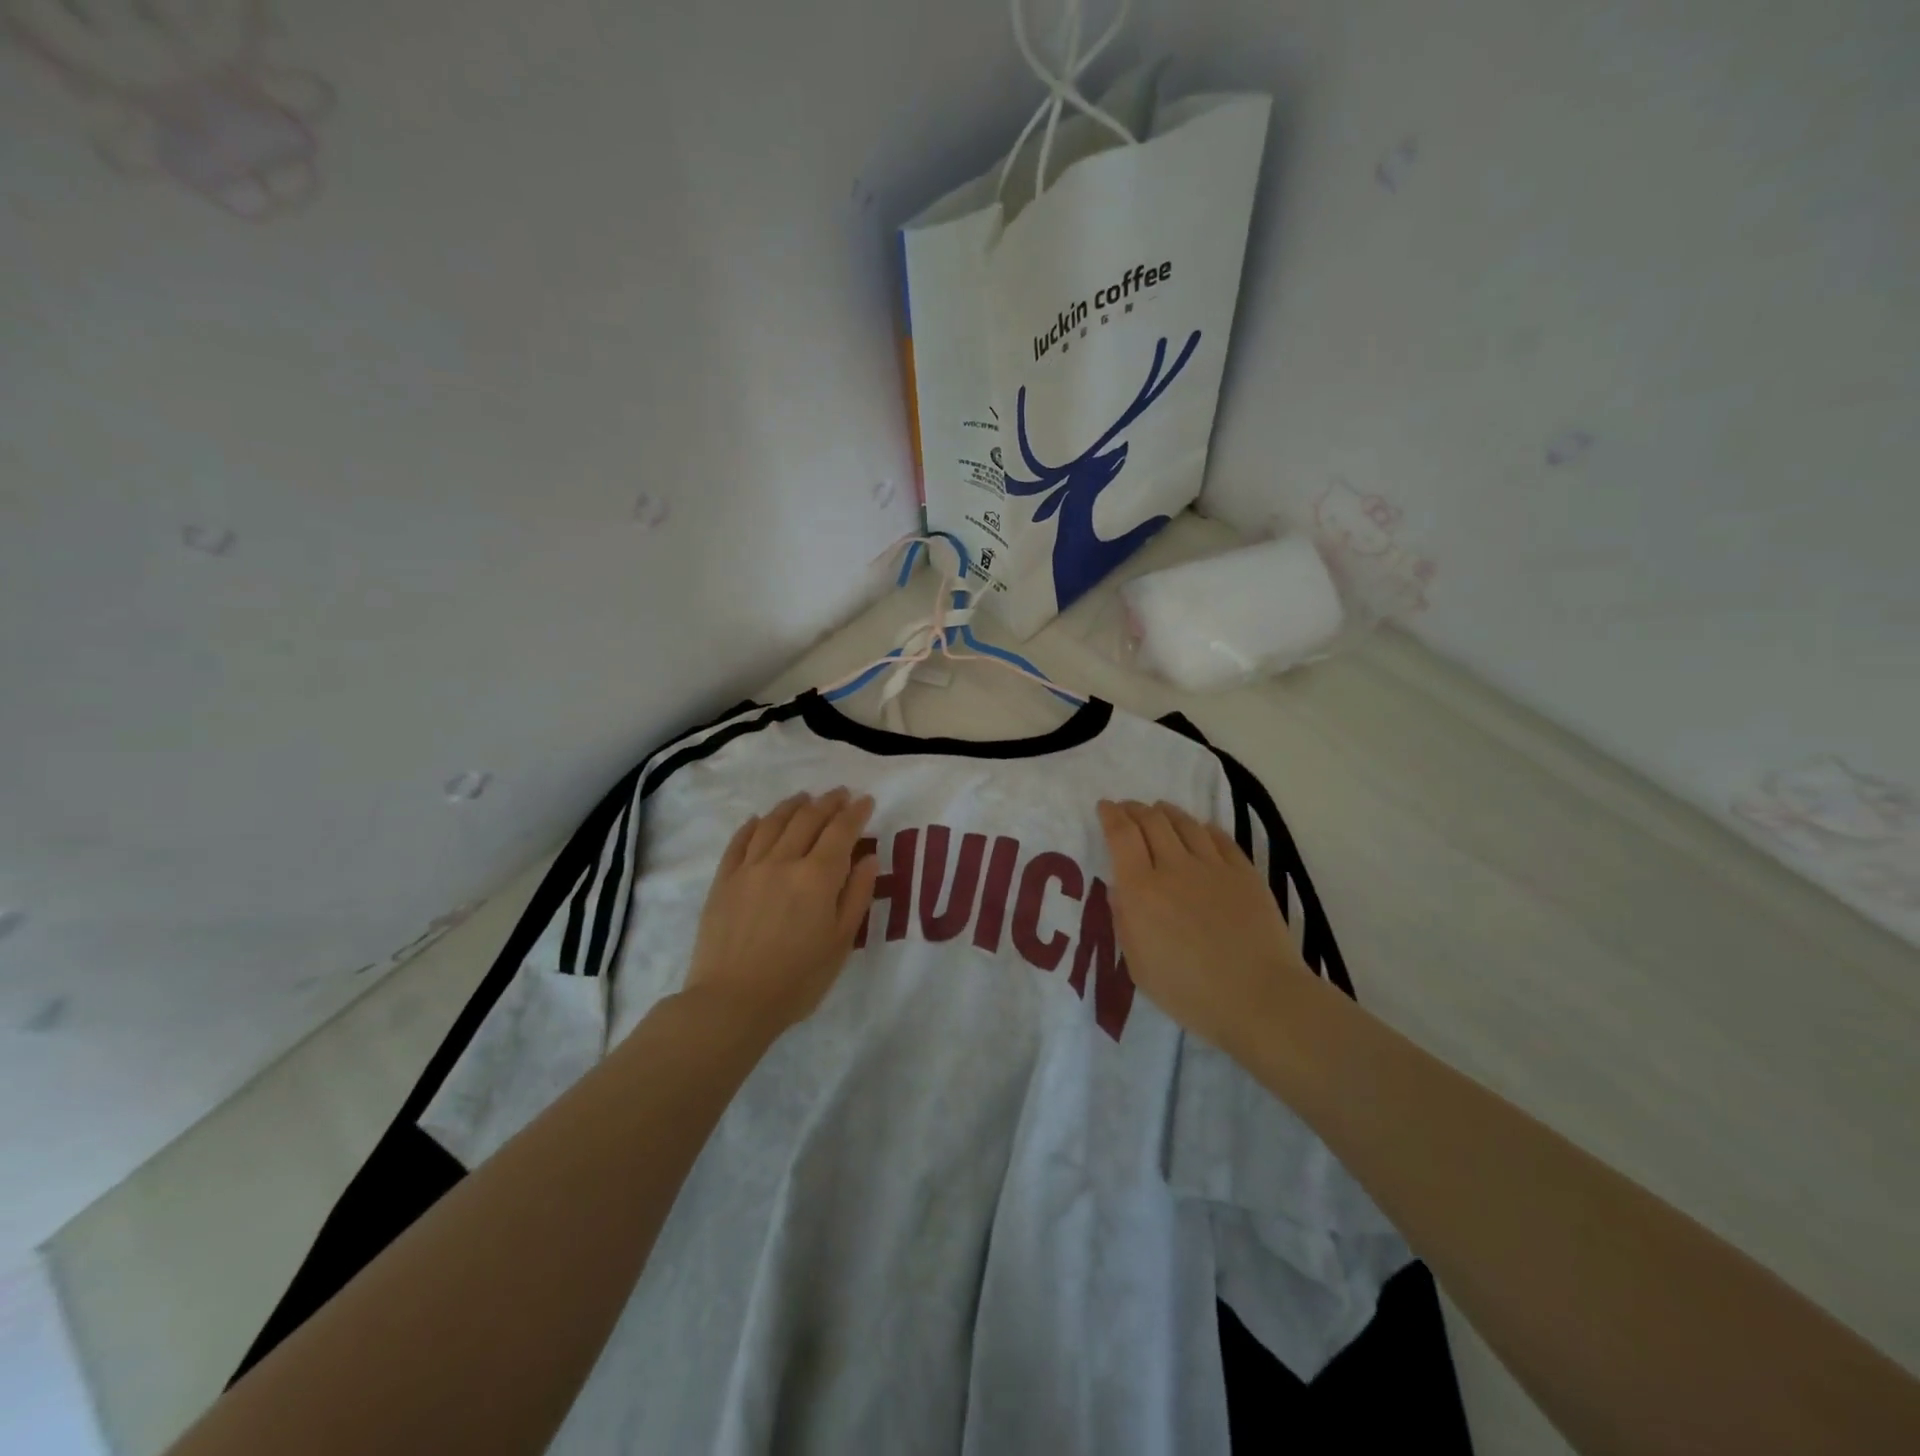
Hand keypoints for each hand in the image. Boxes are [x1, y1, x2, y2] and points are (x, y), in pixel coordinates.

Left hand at [683, 789, 878, 1038]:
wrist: (732, 1002)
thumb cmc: (797, 979)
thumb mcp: (841, 942)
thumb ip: (857, 895)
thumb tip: (868, 857)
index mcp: (818, 877)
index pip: (841, 831)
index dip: (855, 813)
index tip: (865, 801)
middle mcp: (784, 861)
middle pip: (807, 819)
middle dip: (828, 803)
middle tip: (840, 793)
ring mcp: (749, 868)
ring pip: (773, 823)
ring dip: (792, 806)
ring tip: (804, 798)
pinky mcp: (724, 881)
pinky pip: (739, 842)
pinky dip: (752, 825)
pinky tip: (759, 819)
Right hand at [1097, 799, 1306, 1055]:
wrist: (1258, 997)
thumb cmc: (1189, 992)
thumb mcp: (1138, 966)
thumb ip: (1125, 922)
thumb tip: (1120, 890)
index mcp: (1141, 890)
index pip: (1122, 836)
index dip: (1111, 816)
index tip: (1104, 807)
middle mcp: (1174, 867)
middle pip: (1152, 821)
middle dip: (1135, 809)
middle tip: (1128, 809)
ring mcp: (1213, 867)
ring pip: (1185, 824)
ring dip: (1167, 812)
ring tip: (1159, 810)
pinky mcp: (1245, 873)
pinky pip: (1220, 839)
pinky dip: (1204, 828)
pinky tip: (1201, 829)